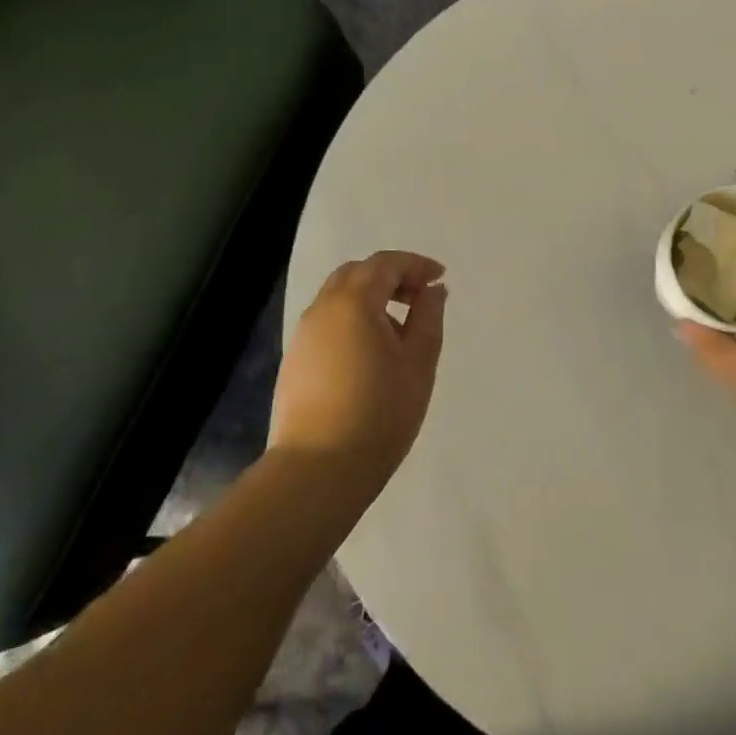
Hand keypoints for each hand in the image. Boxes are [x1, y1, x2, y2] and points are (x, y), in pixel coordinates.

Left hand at [270, 251, 447, 491]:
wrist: (317, 470)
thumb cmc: (379, 413)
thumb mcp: (419, 362)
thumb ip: (429, 317)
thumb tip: (432, 290)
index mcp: (354, 302)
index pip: (386, 264)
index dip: (416, 265)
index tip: (440, 277)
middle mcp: (323, 309)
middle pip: (358, 273)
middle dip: (391, 276)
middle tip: (420, 297)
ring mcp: (304, 335)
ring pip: (339, 296)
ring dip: (371, 297)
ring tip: (399, 328)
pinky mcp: (295, 360)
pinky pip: (328, 321)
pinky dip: (353, 318)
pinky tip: (371, 351)